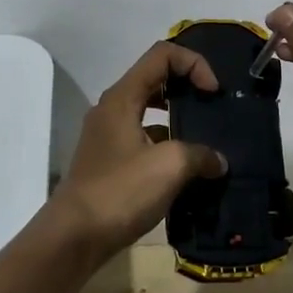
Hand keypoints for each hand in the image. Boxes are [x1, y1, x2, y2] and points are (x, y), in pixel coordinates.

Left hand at [51, 42, 226, 259]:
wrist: (74, 237)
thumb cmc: (120, 191)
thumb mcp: (169, 166)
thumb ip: (200, 154)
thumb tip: (218, 161)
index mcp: (122, 97)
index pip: (162, 55)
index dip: (193, 64)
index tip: (213, 92)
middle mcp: (112, 108)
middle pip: (155, 77)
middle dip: (187, 85)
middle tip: (213, 106)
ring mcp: (108, 135)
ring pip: (149, 109)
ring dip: (179, 115)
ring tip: (206, 136)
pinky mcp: (110, 160)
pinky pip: (144, 137)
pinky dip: (167, 143)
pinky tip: (187, 168)